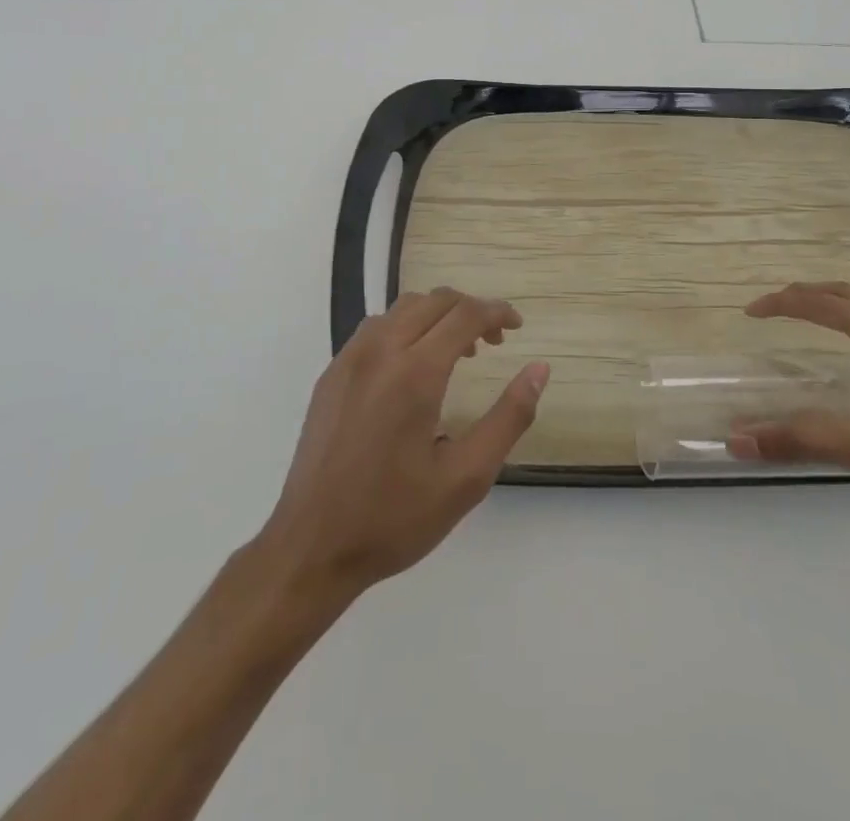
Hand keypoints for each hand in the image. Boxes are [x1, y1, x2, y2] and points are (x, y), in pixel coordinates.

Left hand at [250, 288, 548, 602]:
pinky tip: (412, 368)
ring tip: (456, 352)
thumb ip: (509, 418)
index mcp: (415, 373)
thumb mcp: (466, 477)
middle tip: (493, 342)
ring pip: (402, 309)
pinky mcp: (330, 374)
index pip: (465, 314)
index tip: (517, 326)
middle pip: (434, 301)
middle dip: (471, 310)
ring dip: (437, 316)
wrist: (310, 548)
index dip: (497, 312)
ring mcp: (349, 359)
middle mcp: (380, 351)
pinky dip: (405, 328)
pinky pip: (375, 328)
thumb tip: (539, 370)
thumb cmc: (394, 518)